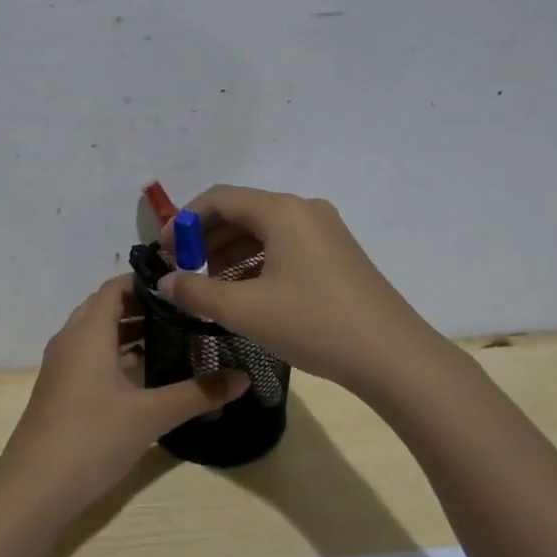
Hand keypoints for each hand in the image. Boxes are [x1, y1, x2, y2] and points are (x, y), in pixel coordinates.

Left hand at [0, 276, 248, 516]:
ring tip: (173, 338)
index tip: (185, 286)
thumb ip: (198, 393)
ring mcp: (61, 366)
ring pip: (97, 334)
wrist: (34, 489)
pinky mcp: (60, 390)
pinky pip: (90, 356)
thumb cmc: (92, 438)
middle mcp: (70, 340)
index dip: (148, 282)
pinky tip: (144, 374)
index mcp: (88, 332)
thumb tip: (244, 377)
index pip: (116, 287)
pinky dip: (116, 354)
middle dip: (143, 306)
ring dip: (129, 331)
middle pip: (106, 307)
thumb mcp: (150, 415)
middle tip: (185, 312)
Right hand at [157, 186, 438, 396]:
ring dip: (230, 254)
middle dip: (206, 240)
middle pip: (242, 213)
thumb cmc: (313, 324)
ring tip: (210, 288)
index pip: (219, 199)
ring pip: (263, 232)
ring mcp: (325, 232)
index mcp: (282, 211)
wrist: (392, 356)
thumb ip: (196, 291)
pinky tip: (245, 295)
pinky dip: (256, 264)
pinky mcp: (337, 255)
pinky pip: (285, 248)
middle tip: (183, 272)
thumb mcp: (245, 310)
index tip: (164, 252)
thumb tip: (165, 281)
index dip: (184, 221)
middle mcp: (304, 211)